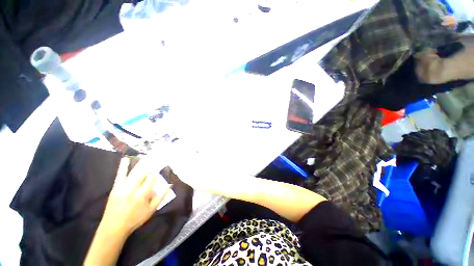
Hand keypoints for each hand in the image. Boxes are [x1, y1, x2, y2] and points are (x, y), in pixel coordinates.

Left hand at [100, 157, 171, 236]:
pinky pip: (120, 176)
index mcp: (143, 194)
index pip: (151, 178)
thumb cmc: (135, 219)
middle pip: (143, 173)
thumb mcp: (151, 210)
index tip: (160, 166)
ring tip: (146, 157)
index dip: (156, 171)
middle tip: (155, 158)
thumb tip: (169, 185)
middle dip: (150, 166)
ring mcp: (123, 188)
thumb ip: (161, 196)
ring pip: (133, 173)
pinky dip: (123, 167)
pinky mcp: (115, 188)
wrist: (113, 227)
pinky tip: (125, 159)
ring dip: (140, 164)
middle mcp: (133, 189)